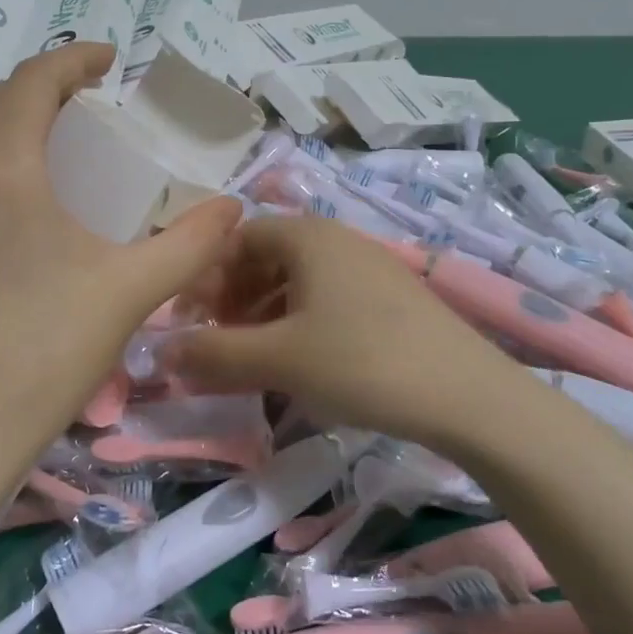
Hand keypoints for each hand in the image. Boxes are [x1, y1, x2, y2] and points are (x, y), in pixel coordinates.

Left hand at [0, 43, 240, 479]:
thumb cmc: (44, 351)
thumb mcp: (131, 289)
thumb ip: (191, 242)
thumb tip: (234, 208)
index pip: (34, 80)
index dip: (75, 58)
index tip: (112, 60)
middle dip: (46, 87)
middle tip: (94, 102)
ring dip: (14, 119)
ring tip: (62, 140)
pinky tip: (23, 194)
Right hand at [166, 214, 513, 448]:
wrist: (470, 397)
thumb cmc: (362, 362)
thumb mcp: (278, 359)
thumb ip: (214, 354)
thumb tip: (163, 351)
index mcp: (308, 237)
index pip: (238, 238)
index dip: (207, 276)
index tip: (191, 319)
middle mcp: (339, 240)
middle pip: (267, 257)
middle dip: (234, 297)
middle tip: (219, 341)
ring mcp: (371, 267)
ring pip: (298, 281)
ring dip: (265, 313)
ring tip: (255, 357)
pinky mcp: (392, 299)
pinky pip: (329, 299)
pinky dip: (300, 323)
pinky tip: (302, 362)